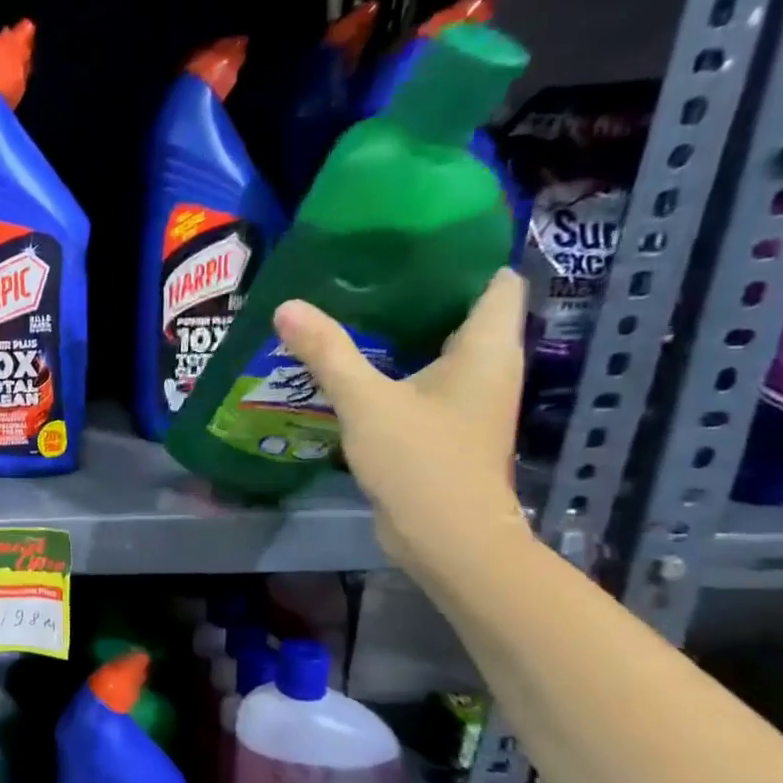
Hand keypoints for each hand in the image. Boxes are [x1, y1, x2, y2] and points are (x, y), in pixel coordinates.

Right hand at [272, 268, 531, 584]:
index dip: (462, 257)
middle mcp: (487, 369)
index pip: (495, 281)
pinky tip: (352, 369)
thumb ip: (327, 352)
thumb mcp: (366, 401)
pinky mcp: (445, 429)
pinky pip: (422, 383)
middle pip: (463, 313)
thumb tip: (287, 307)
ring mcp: (468, 402)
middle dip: (418, 293)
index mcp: (486, 349)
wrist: (446, 539)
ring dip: (401, 335)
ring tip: (350, 312)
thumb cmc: (421, 461)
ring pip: (439, 351)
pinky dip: (393, 370)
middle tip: (365, 274)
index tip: (412, 243)